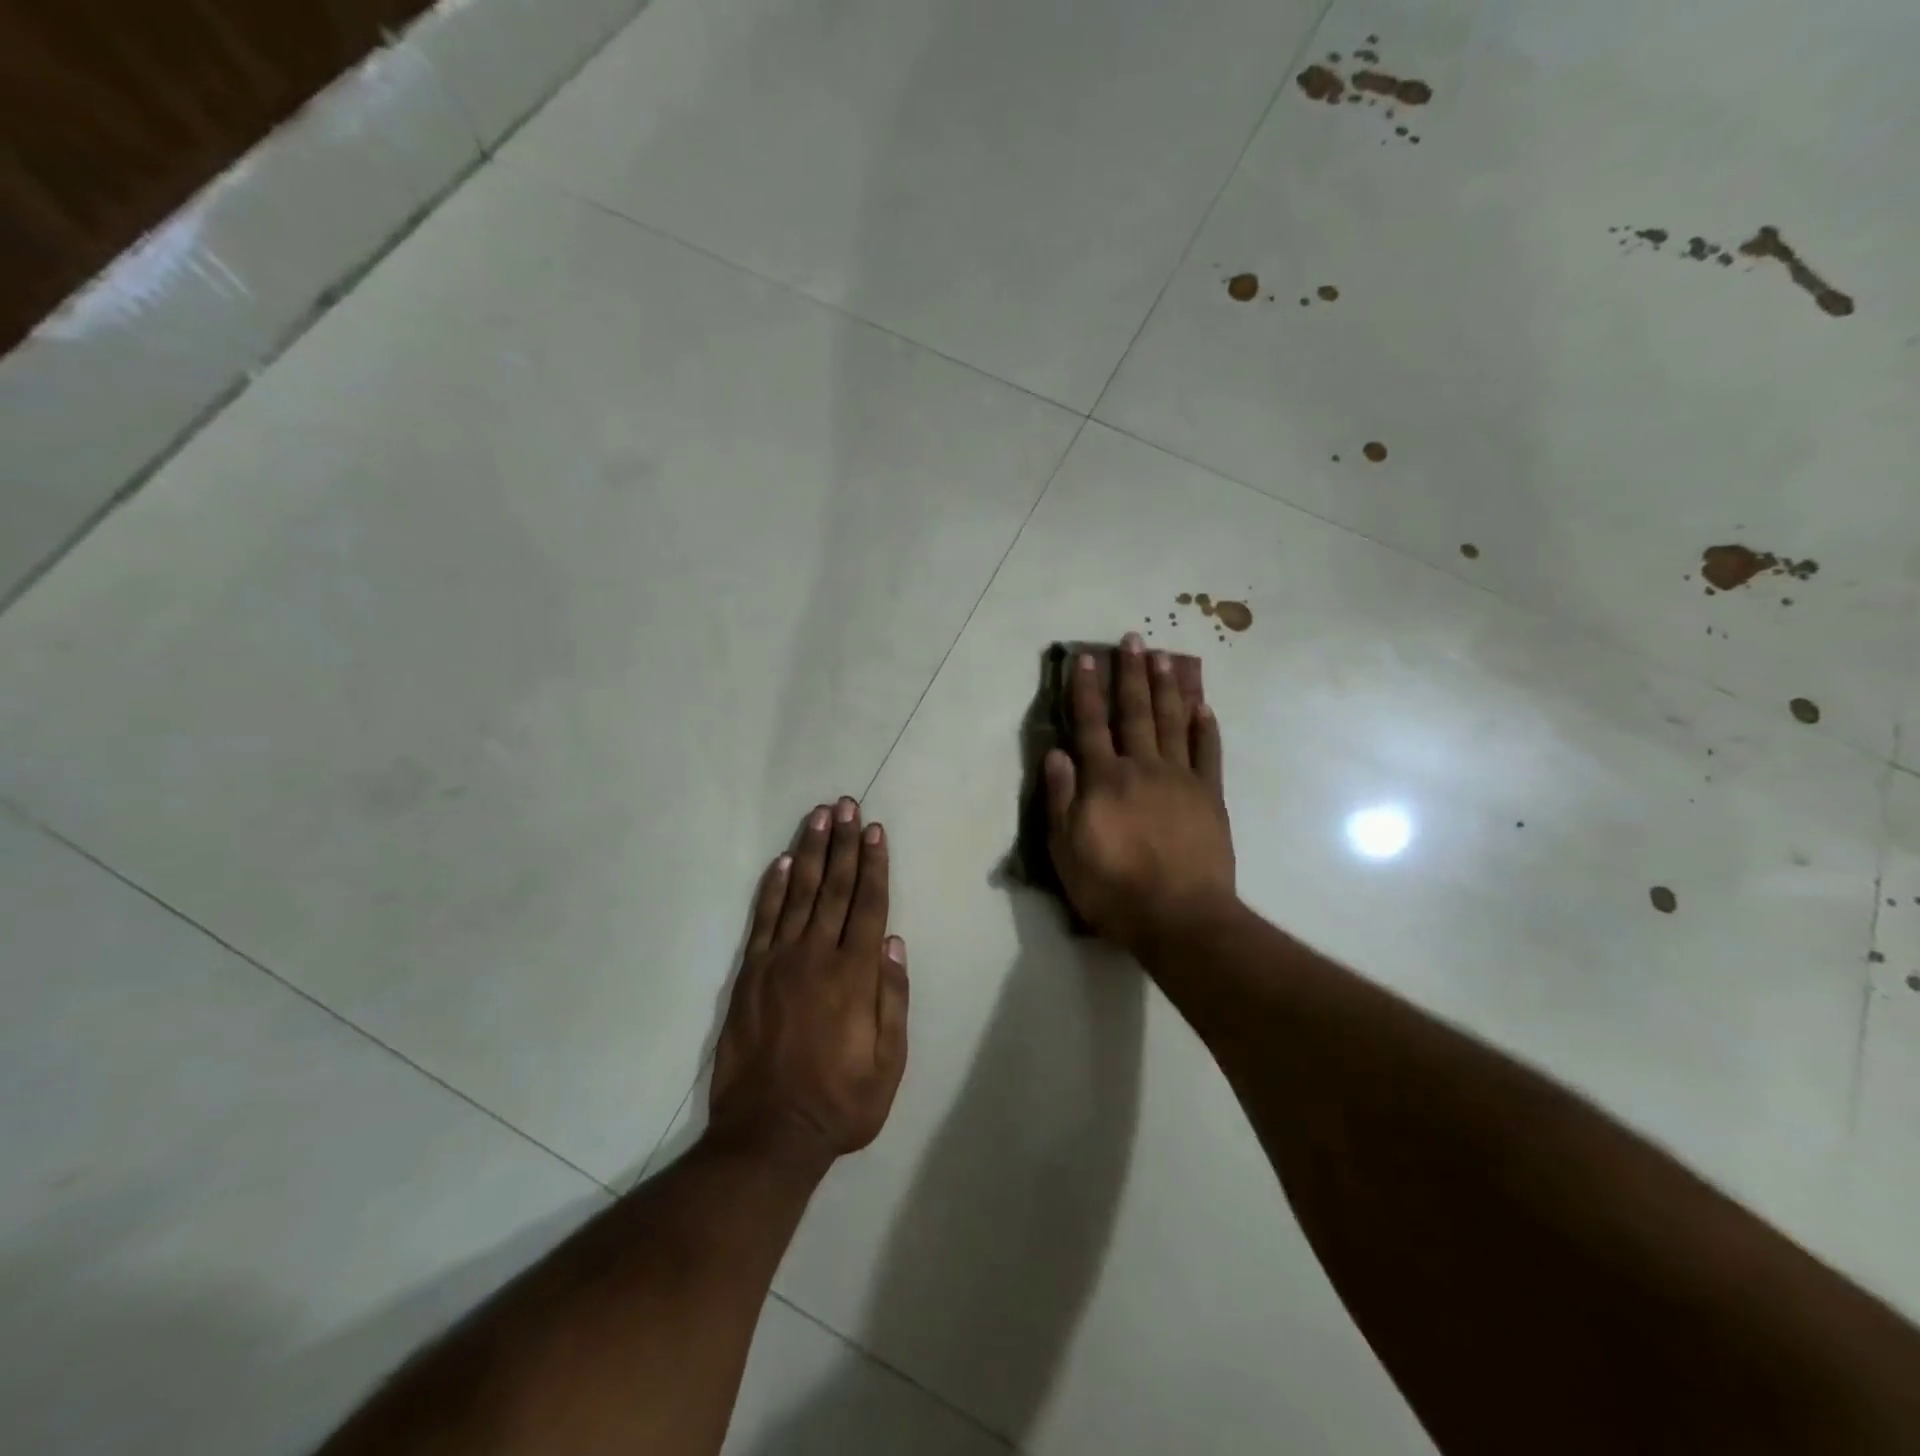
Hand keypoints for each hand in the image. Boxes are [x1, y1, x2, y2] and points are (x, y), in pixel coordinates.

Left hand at [709, 798, 908, 1167]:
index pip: (868, 905)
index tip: (876, 830)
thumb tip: (894, 942)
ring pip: (799, 894)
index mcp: (855, 975)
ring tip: (819, 817)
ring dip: (811, 852)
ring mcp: (779, 962)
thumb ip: (893, 998)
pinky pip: (763, 920)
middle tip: (848, 805)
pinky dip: (773, 888)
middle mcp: (817, 956)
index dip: (874, 865)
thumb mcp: (889, 1063)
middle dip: (844, 844)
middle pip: (834, 888)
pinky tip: (783, 862)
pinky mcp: (750, 975)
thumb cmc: (840, 1102)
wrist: (768, 1134)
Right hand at [1045, 634, 1235, 953]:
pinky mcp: (1210, 796)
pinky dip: (1206, 727)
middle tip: (1133, 639)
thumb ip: (1061, 799)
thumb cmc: (1113, 889)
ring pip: (1173, 722)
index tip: (1086, 658)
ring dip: (1168, 687)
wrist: (1180, 918)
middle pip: (1135, 712)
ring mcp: (1180, 779)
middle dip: (1131, 674)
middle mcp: (1142, 767)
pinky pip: (1209, 753)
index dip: (1086, 690)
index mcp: (1104, 780)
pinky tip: (1204, 706)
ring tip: (1166, 656)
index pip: (1091, 725)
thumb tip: (1056, 753)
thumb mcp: (1066, 851)